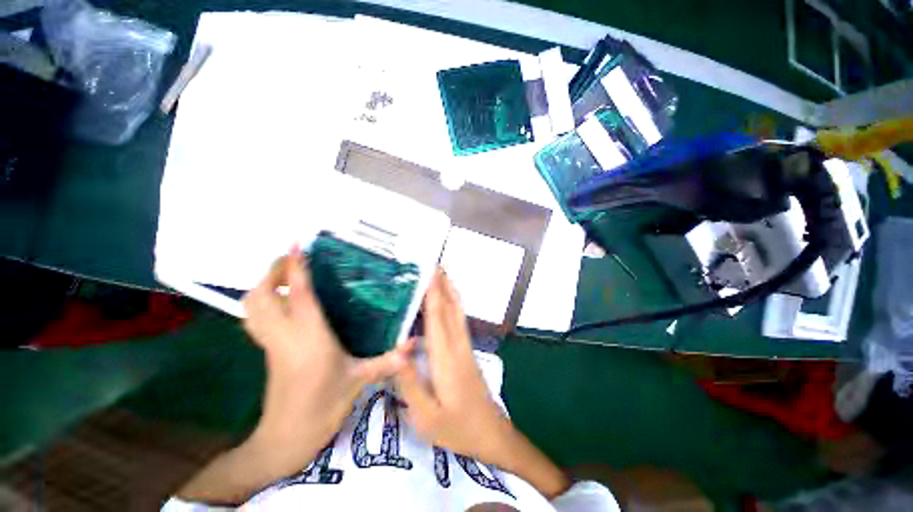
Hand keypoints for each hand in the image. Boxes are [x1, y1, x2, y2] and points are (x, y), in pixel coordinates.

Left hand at [242, 247, 411, 474]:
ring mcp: (271, 344)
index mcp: (310, 338)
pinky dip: (263, 302)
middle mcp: (285, 335)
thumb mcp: (358, 380)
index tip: (296, 245)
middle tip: (292, 259)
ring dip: (263, 285)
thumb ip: (387, 360)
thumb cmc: (322, 408)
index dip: (296, 268)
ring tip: (284, 275)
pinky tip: (282, 301)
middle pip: (263, 295)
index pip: (300, 295)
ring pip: (252, 306)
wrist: (285, 439)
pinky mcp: (267, 351)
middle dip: (272, 272)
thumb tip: (415, 343)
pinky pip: (256, 318)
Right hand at [395, 270, 569, 498]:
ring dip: (450, 291)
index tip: (429, 273)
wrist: (491, 433)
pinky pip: (459, 321)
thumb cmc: (457, 428)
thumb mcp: (426, 417)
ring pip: (457, 312)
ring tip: (442, 274)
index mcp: (445, 359)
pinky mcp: (467, 351)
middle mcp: (457, 346)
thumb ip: (409, 384)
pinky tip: (449, 301)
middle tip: (435, 264)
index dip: (433, 293)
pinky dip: (454, 305)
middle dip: (443, 285)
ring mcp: (465, 347)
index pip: (437, 318)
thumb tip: (397, 351)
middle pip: (450, 309)